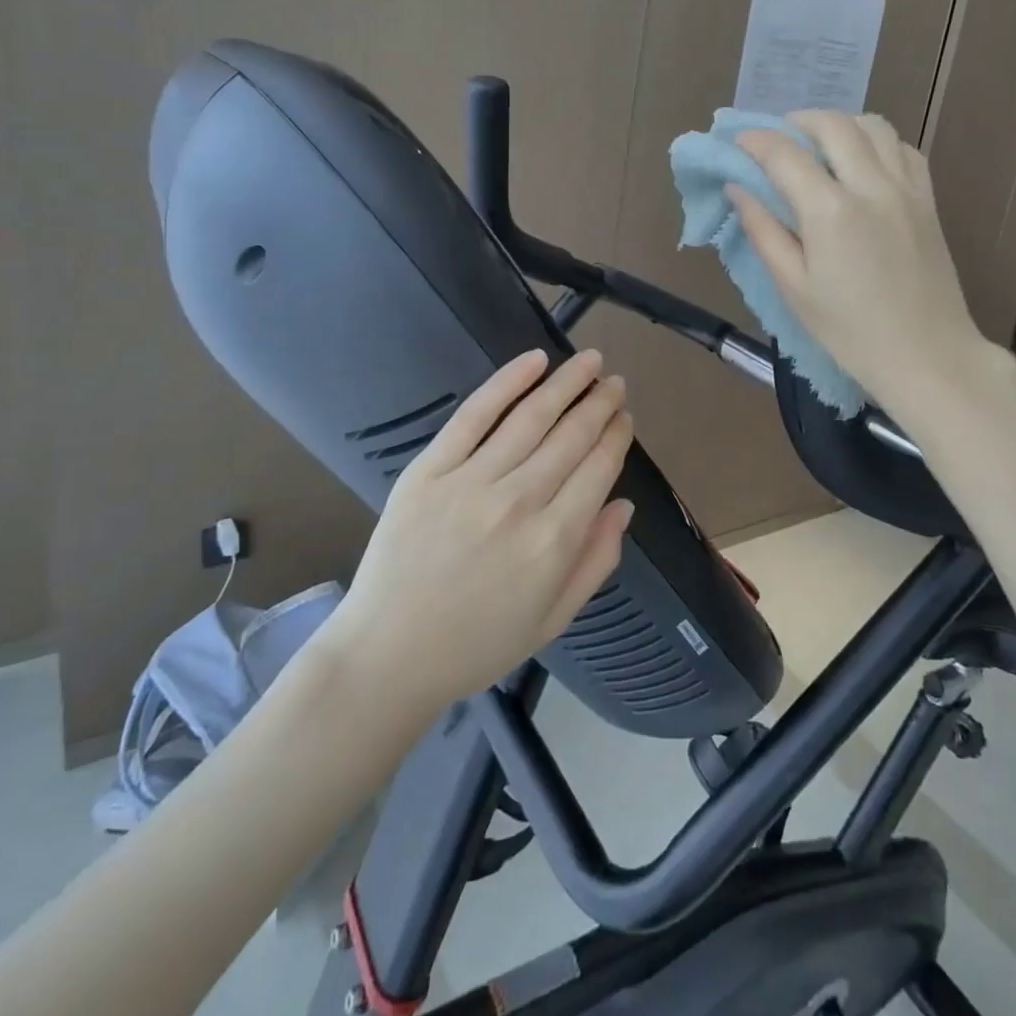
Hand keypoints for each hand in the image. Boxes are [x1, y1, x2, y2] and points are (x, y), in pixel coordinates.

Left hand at [328, 350, 632, 714]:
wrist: (389, 654)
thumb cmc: (477, 644)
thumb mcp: (553, 619)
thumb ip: (596, 561)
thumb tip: (624, 505)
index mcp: (554, 542)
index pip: (598, 469)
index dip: (617, 436)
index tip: (625, 417)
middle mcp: (519, 503)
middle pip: (571, 436)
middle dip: (600, 403)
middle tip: (615, 382)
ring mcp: (471, 481)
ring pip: (531, 417)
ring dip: (567, 383)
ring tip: (589, 361)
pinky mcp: (430, 470)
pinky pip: (474, 415)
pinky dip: (506, 382)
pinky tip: (534, 361)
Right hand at [731, 111, 994, 415]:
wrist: (927, 355)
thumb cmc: (850, 332)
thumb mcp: (793, 288)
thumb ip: (763, 232)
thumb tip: (738, 190)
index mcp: (831, 212)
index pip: (785, 154)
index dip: (754, 141)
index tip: (735, 142)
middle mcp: (871, 186)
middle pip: (832, 124)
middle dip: (796, 121)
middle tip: (774, 139)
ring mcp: (906, 189)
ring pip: (873, 125)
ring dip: (838, 124)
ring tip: (816, 145)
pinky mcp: (928, 199)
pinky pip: (902, 148)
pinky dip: (875, 141)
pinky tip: (860, 163)